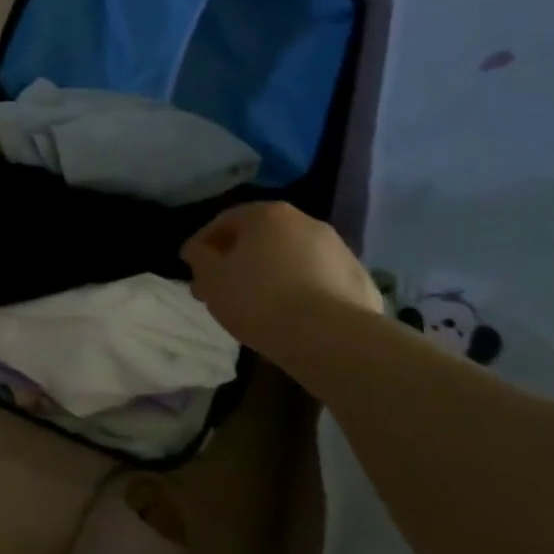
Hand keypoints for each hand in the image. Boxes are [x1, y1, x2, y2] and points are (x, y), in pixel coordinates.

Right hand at [180, 202, 380, 354]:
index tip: (192, 269)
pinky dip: (303, 292)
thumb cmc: (259, 299)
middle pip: (261, 238)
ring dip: (272, 274)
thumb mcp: (211, 278)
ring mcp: (339, 250)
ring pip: (292, 258)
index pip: (224, 221)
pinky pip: (320, 282)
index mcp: (267, 214)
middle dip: (238, 260)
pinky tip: (292, 317)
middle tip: (222, 289)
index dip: (203, 245)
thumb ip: (199, 258)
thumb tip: (198, 251)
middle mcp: (306, 222)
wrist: (332, 338)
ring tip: (258, 306)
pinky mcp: (361, 281)